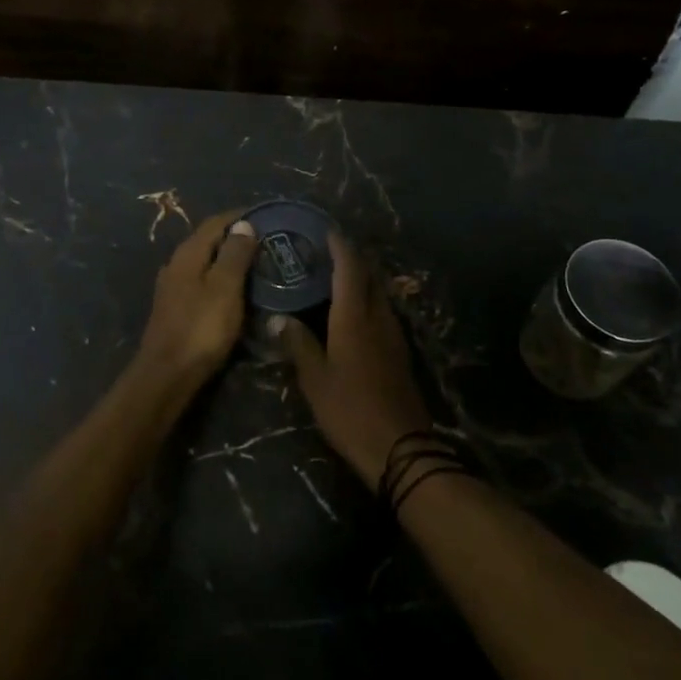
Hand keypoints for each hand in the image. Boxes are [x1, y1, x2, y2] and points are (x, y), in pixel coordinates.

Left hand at [132, 211, 258, 389]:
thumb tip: (243, 224)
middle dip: (236, 237)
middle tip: (267, 241)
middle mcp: (176, 265)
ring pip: (204, 263)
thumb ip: (235, 255)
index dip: (240, 216)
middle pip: (208, 241)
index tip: (267, 216)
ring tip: (256, 265)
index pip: (215, 223)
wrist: (167, 376)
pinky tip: (235, 291)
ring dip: (228, 259)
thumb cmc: (201, 329)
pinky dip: (220, 279)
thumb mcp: (225, 288)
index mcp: (188, 254)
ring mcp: (172, 288)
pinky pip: (201, 282)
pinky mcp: (174, 309)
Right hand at [272, 235, 433, 487]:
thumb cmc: (350, 410)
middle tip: (329, 252)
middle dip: (352, 259)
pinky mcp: (399, 354)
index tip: (327, 230)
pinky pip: (383, 313)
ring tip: (338, 277)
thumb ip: (299, 345)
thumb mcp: (315, 380)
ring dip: (363, 280)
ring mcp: (394, 336)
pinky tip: (355, 313)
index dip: (340, 247)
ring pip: (379, 295)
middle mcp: (378, 318)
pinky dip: (368, 301)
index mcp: (355, 318)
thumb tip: (280, 318)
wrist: (400, 449)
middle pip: (370, 277)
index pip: (350, 270)